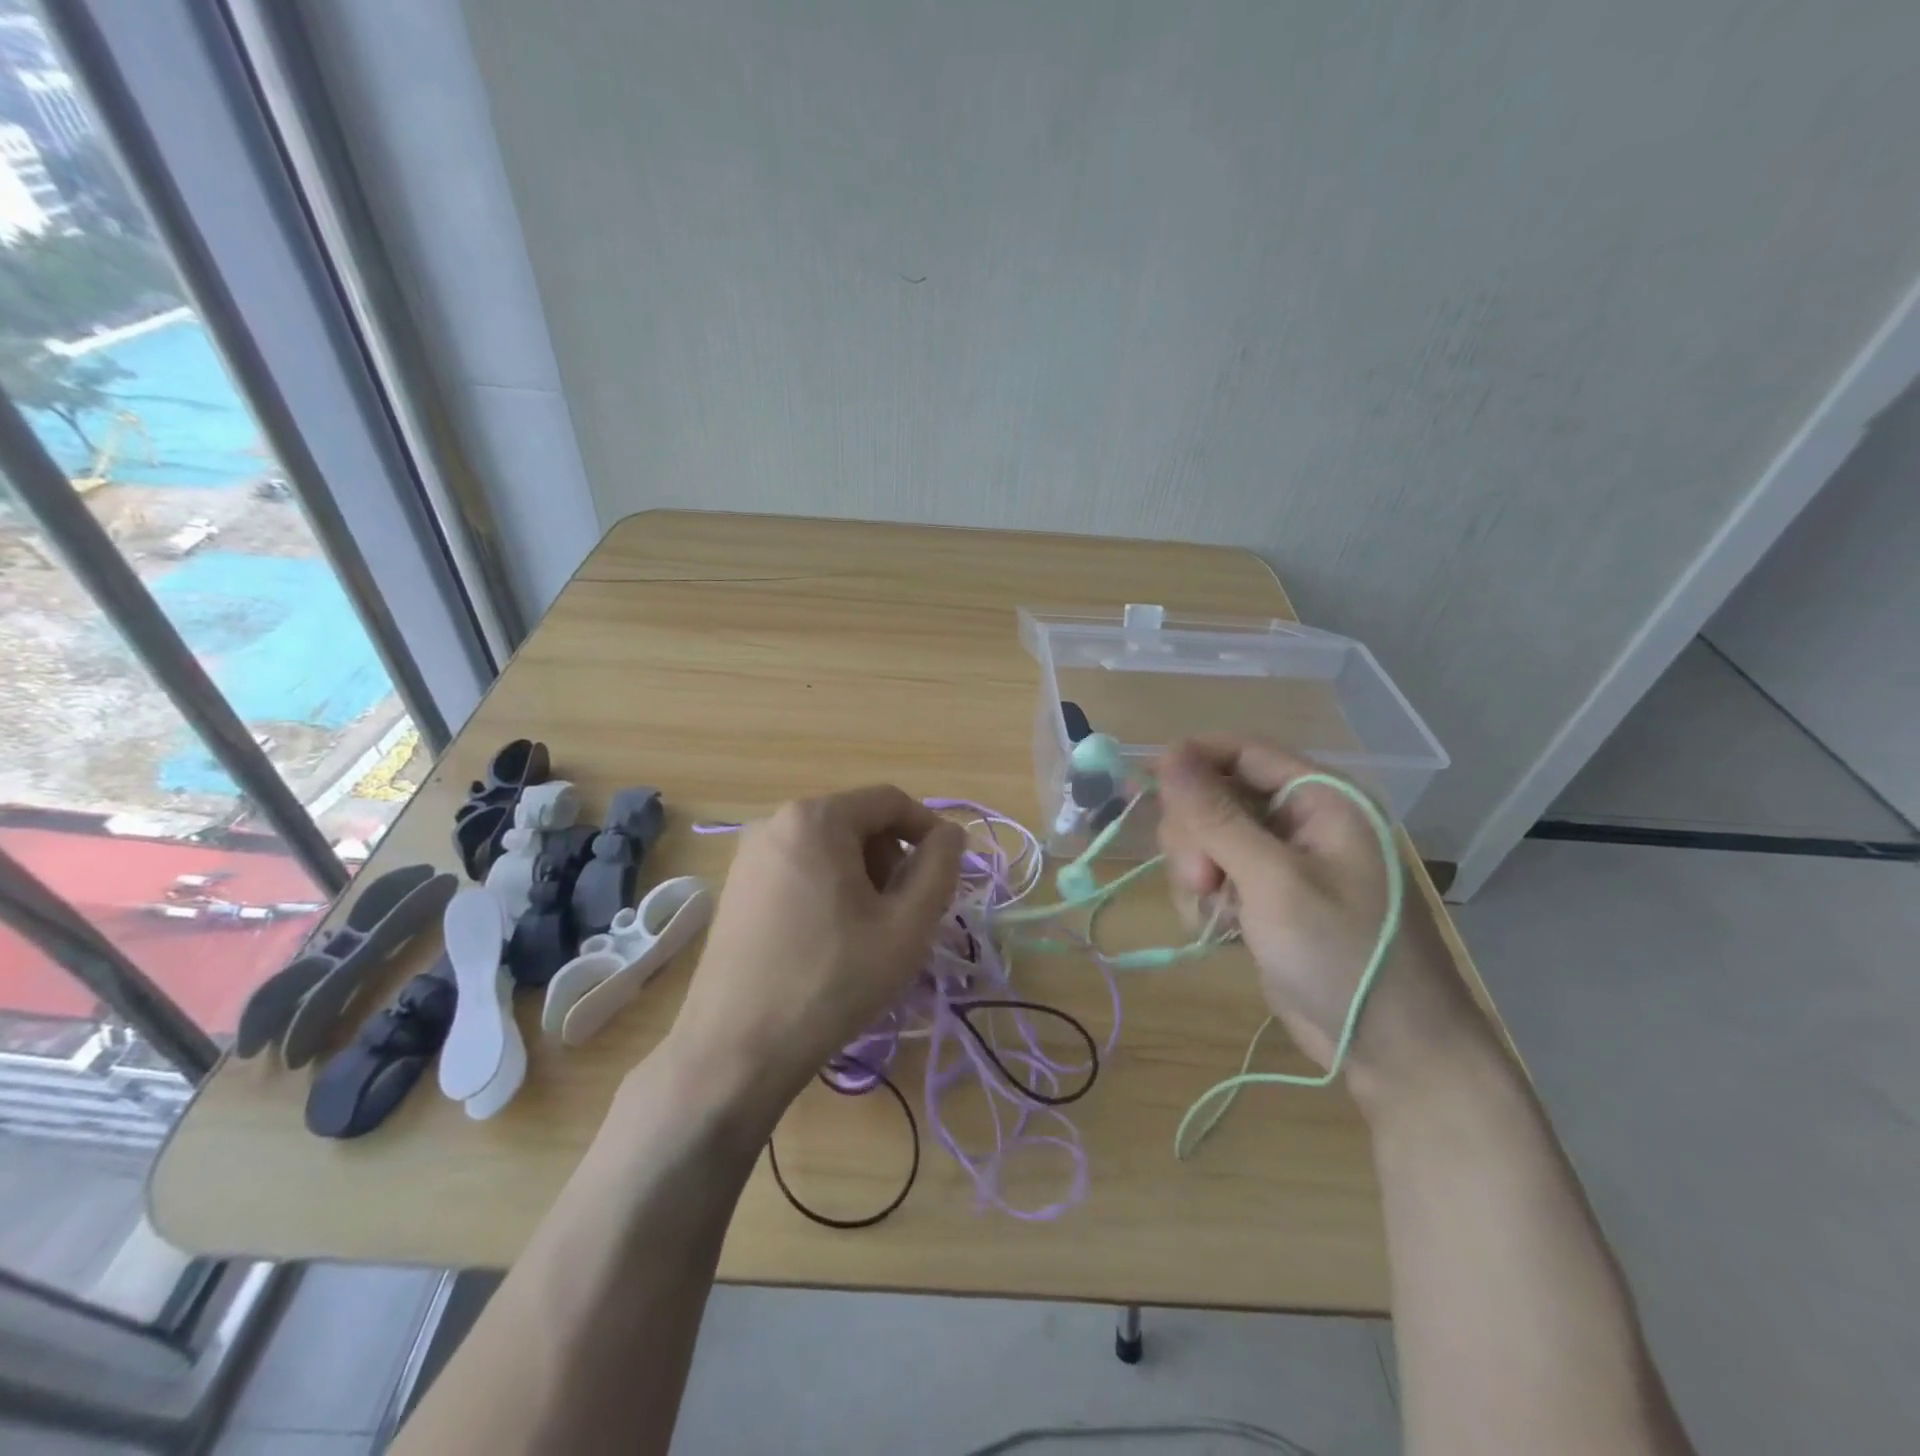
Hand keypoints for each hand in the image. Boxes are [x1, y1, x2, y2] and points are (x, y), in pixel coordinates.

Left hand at [664, 786, 963, 1124]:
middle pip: (857, 822)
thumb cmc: (833, 980)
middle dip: (892, 859)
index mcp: (816, 818)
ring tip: (871, 931)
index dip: (928, 831)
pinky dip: (829, 890)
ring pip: (828, 848)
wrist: (736, 1048)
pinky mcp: (735, 888)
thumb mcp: (906, 925)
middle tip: (907, 913)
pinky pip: (799, 869)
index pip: (890, 801)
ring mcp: (748, 855)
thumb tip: (951, 833)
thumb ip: (940, 868)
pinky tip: (831, 939)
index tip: (947, 874)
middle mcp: (776, 822)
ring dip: (863, 877)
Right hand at [1155, 737, 1495, 1110]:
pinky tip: (1223, 931)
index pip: (1242, 751)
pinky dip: (1207, 899)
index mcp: (1320, 799)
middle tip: (1202, 880)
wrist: (1393, 1049)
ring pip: (1207, 839)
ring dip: (1197, 873)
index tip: (1145, 787)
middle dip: (1195, 836)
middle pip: (1216, 796)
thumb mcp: (1273, 880)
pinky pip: (1216, 876)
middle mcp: (1301, 820)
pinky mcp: (1267, 898)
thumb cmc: (1342, 953)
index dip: (1191, 761)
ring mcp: (1282, 862)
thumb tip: (1169, 754)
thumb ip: (1216, 816)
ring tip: (1218, 914)